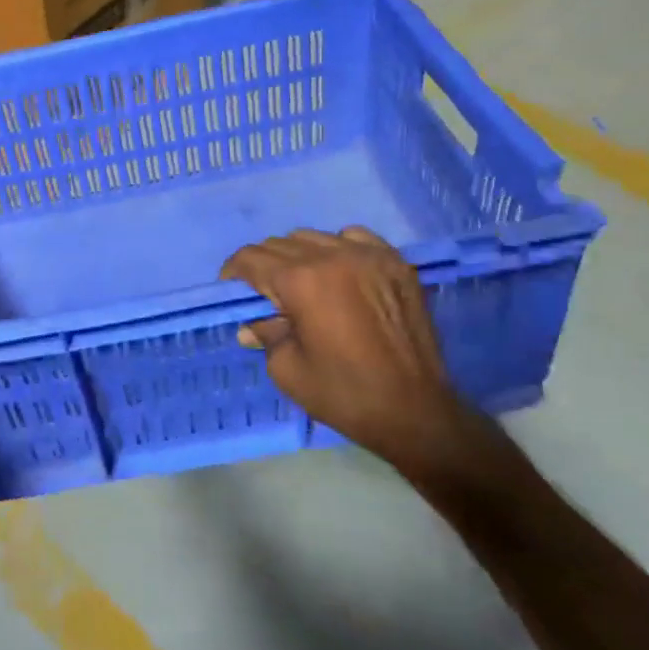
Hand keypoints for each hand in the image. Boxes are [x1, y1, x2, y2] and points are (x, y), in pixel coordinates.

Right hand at [220, 227, 471, 471]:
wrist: (416, 412)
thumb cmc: (344, 394)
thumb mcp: (286, 369)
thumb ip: (265, 335)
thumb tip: (251, 324)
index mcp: (301, 281)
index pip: (251, 258)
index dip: (234, 273)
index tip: (232, 291)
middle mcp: (333, 256)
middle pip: (280, 244)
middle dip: (264, 267)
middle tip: (266, 297)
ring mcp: (369, 256)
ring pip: (314, 237)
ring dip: (299, 256)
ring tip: (304, 286)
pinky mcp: (396, 263)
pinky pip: (355, 237)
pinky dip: (338, 248)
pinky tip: (340, 274)